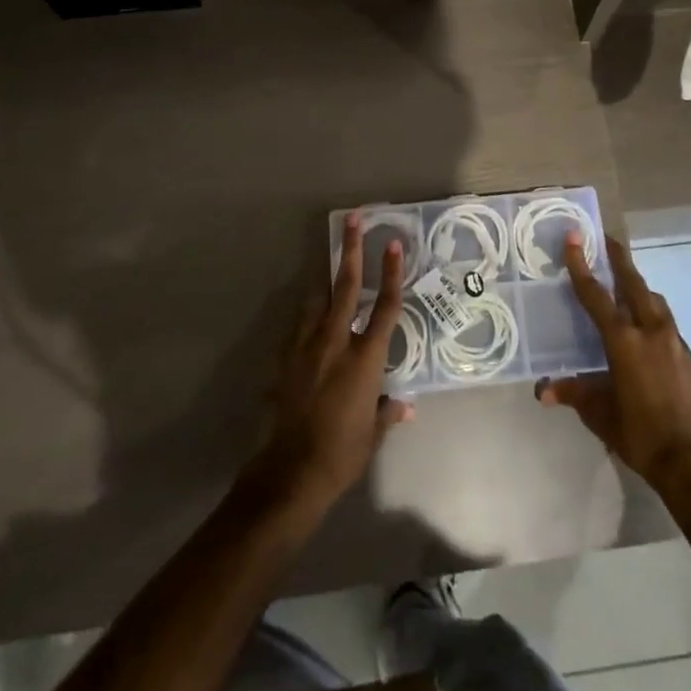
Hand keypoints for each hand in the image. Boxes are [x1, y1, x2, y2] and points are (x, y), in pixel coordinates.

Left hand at [254, 215, 414, 509]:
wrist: (292, 471)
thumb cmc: (343, 452)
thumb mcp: (373, 433)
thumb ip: (388, 412)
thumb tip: (405, 406)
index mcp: (365, 357)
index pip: (386, 306)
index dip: (392, 273)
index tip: (393, 243)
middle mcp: (336, 342)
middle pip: (346, 286)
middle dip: (351, 250)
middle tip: (353, 219)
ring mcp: (306, 348)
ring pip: (316, 302)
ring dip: (326, 283)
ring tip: (331, 270)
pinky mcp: (285, 361)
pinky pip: (298, 329)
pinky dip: (307, 320)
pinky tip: (309, 324)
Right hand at [538, 235, 690, 490]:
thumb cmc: (639, 435)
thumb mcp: (600, 415)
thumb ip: (575, 394)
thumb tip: (544, 390)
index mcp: (624, 341)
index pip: (596, 295)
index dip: (582, 266)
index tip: (575, 238)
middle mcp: (653, 333)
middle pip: (635, 285)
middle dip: (620, 260)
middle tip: (609, 241)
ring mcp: (679, 346)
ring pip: (659, 306)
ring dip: (642, 293)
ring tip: (631, 291)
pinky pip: (674, 339)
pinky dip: (660, 334)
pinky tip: (655, 352)